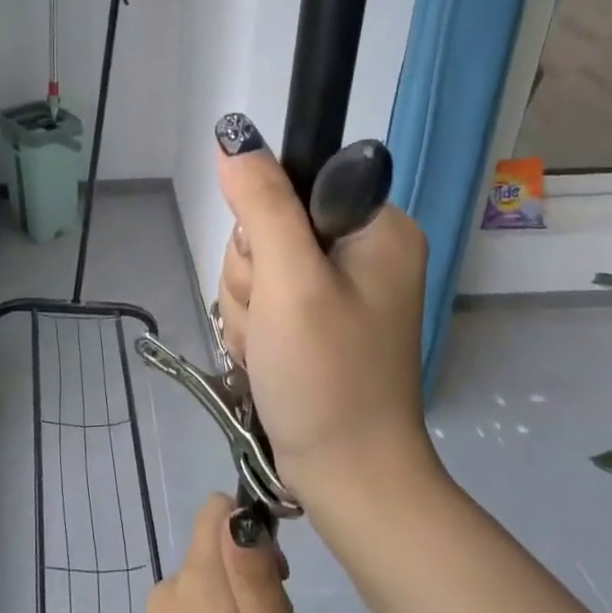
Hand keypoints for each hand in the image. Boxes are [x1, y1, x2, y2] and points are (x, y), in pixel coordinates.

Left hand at [143, 494, 318, 612]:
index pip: (216, 510)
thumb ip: (256, 575)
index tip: (277, 577)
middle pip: (216, 548)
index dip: (252, 529)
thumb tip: (238, 515)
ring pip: (210, 583)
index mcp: (197, 579)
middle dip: (251, 572)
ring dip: (238, 605)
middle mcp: (170, 589)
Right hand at [212, 118, 433, 507]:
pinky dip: (253, 328)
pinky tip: (267, 358)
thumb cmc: (327, 376)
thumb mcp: (291, 282)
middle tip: (273, 320)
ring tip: (270, 348)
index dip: (265, 223)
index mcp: (377, 227)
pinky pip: (261, 298)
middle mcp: (362, 249)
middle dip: (253, 276)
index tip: (272, 271)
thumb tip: (234, 135)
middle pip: (268, 226)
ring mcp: (338, 287)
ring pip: (256, 266)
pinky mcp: (316, 319)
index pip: (295, 182)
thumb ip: (262, 204)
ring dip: (247, 307)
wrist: (346, 477)